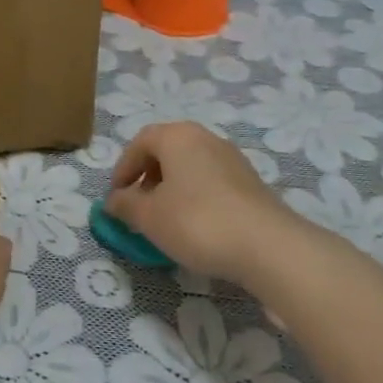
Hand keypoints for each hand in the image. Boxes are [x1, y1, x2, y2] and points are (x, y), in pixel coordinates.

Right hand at [106, 122, 307, 285]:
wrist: (268, 247)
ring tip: (165, 220)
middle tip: (138, 206)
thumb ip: (125, 205)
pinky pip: (211, 182)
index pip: (140, 142)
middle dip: (147, 177)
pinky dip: (196, 197)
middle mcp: (206, 138)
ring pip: (190, 167)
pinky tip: (196, 226)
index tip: (116, 197)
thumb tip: (114, 201)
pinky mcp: (251, 183)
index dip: (123, 169)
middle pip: (166, 151)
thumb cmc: (196, 222)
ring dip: (171, 188)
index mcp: (177, 136)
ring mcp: (232, 159)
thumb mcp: (148, 216)